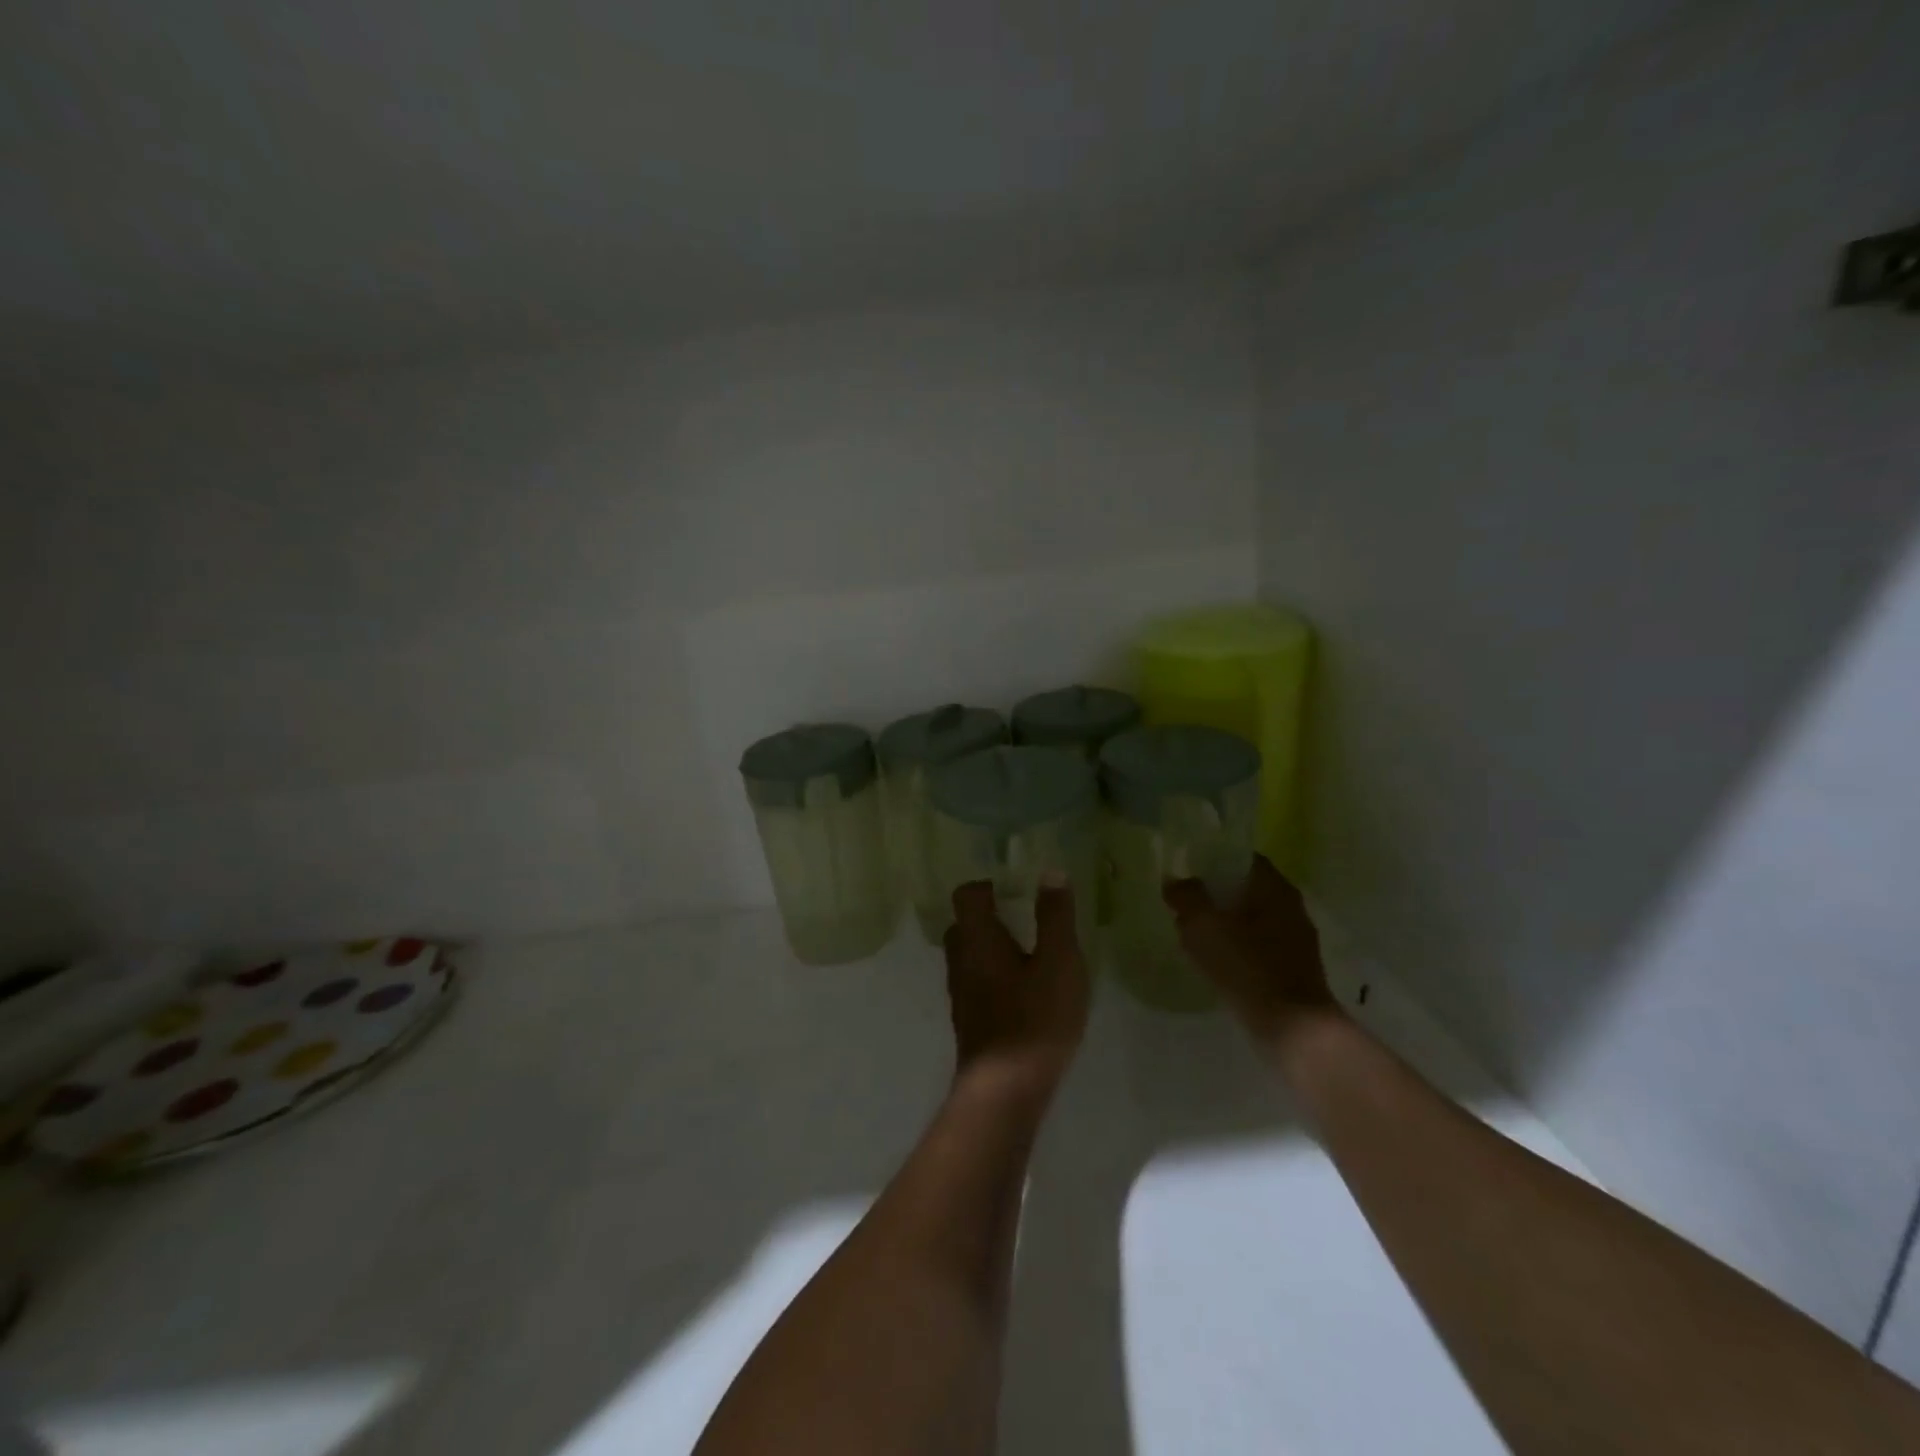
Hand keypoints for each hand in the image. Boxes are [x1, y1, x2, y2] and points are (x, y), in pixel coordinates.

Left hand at [943, 878, 1090, 1102]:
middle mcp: (961, 962)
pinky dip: (993, 978)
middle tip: (1021, 918)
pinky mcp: (969, 1024)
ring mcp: (961, 996)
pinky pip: (976, 985)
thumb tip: (1050, 872)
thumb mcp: (1058, 962)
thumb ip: (1055, 917)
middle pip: (963, 926)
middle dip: (987, 918)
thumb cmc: (1035, 1019)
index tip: (1013, 888)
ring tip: (1027, 955)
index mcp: (978, 939)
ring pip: (968, 958)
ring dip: (990, 950)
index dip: (986, 886)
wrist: (1005, 1091)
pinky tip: (1023, 994)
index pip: (966, 896)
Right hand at [1163, 856, 1335, 1044]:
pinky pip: (1258, 948)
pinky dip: (1237, 950)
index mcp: (1275, 888)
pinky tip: (1216, 964)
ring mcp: (1296, 941)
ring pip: (1252, 921)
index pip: (1243, 859)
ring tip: (1194, 937)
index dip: (1215, 861)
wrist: (1294, 1029)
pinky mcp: (1294, 970)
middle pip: (1247, 890)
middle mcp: (1291, 908)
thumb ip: (1186, 897)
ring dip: (1225, 925)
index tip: (1189, 872)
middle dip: (1216, 896)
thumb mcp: (1204, 926)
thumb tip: (1175, 882)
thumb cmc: (1248, 967)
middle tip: (1185, 906)